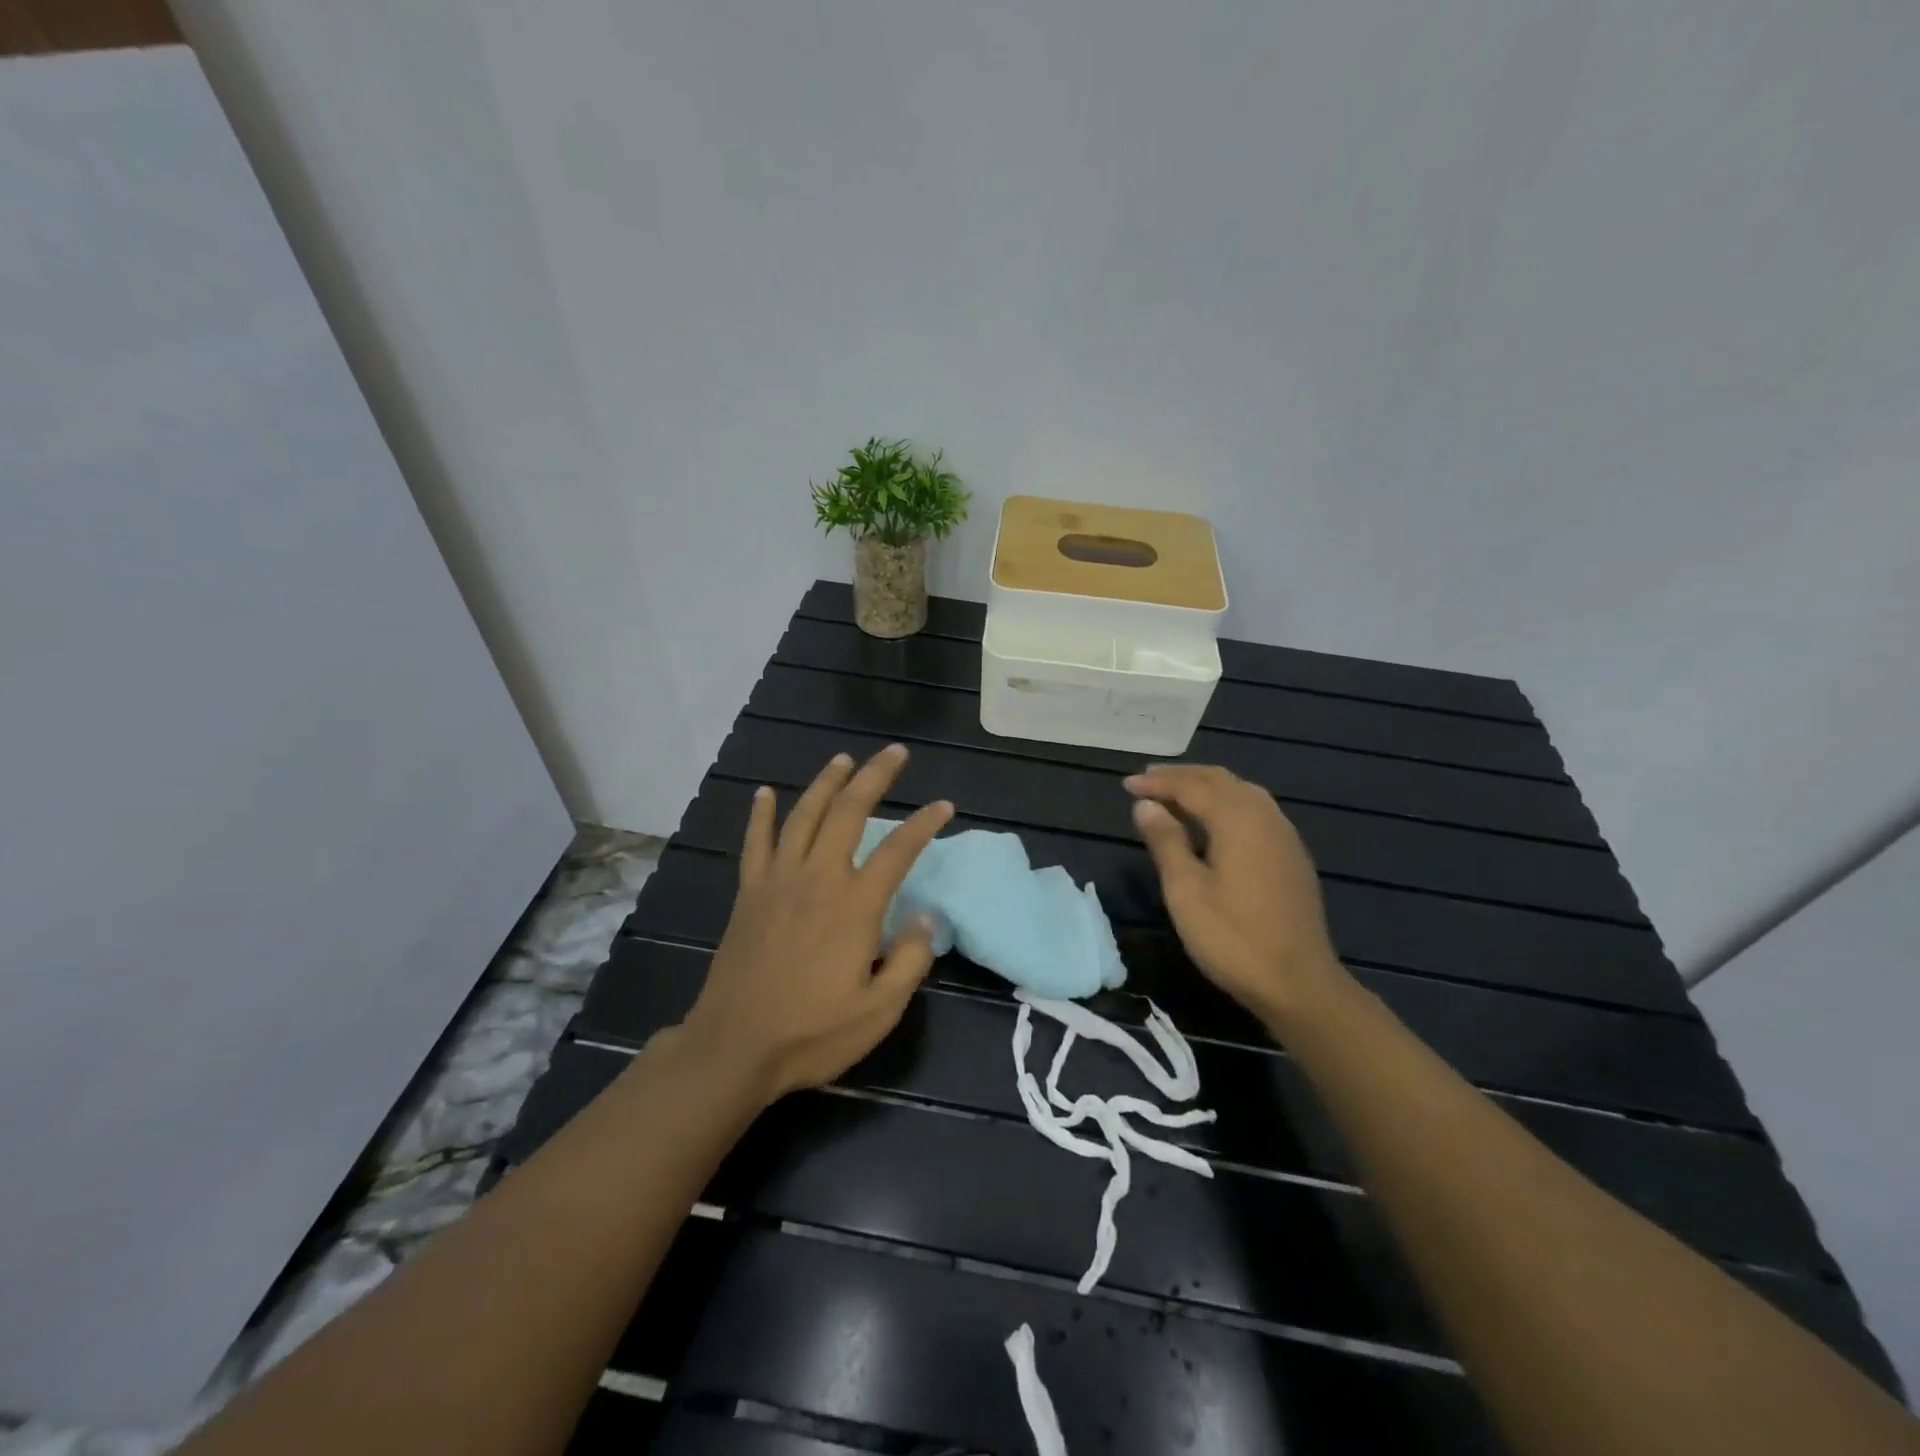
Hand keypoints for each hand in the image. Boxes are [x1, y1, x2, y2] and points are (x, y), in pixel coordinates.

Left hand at [679, 745, 953, 1104]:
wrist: (734, 1048)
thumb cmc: (811, 1033)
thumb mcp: (879, 1011)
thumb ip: (910, 960)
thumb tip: (926, 918)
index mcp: (854, 906)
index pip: (897, 850)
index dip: (924, 824)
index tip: (944, 806)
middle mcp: (817, 879)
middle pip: (848, 813)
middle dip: (874, 777)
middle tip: (895, 753)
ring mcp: (778, 881)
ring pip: (804, 816)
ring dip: (826, 783)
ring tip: (843, 759)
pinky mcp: (749, 893)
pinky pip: (755, 843)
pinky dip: (761, 814)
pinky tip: (766, 793)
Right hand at [1125, 764, 1339, 1021]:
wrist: (1299, 984)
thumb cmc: (1233, 938)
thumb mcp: (1186, 891)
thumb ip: (1166, 842)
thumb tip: (1145, 805)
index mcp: (1238, 820)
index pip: (1192, 786)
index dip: (1158, 783)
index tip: (1126, 785)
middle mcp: (1265, 817)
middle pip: (1221, 781)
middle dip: (1183, 776)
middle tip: (1148, 779)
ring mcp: (1284, 836)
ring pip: (1242, 792)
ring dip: (1207, 786)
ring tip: (1177, 793)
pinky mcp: (1291, 856)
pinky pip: (1256, 810)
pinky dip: (1227, 803)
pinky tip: (1215, 821)